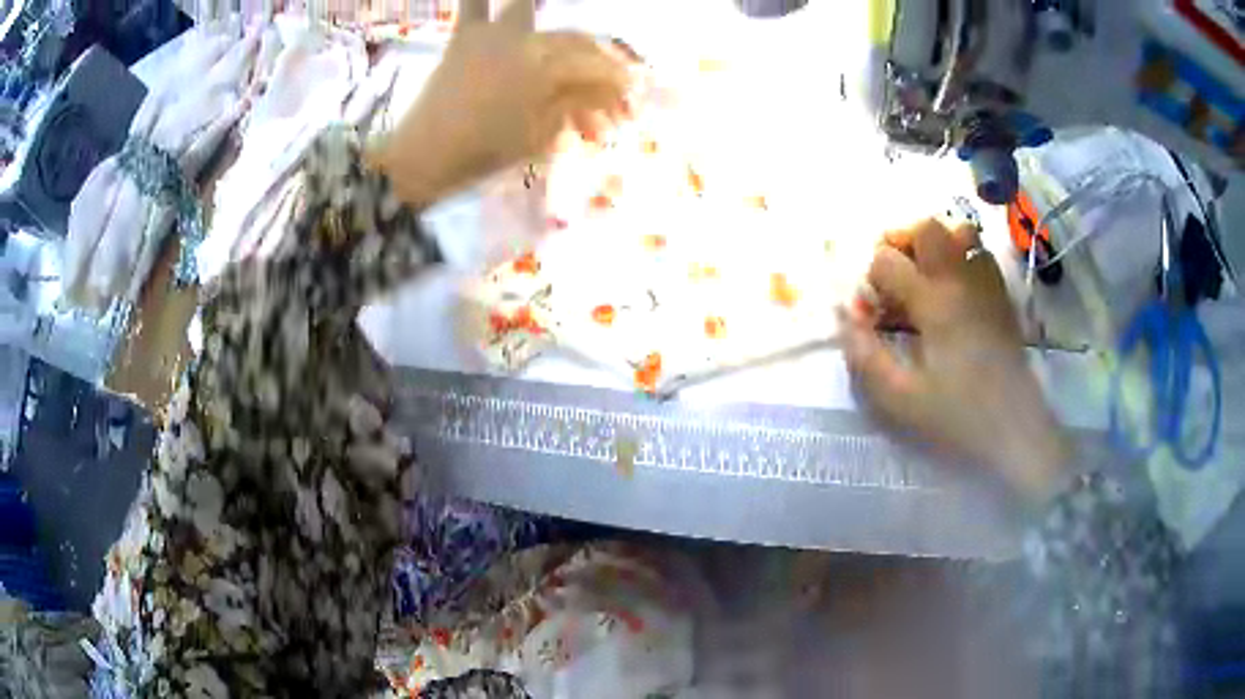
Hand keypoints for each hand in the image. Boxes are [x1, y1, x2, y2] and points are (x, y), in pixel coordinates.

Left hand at [368, 0, 631, 204]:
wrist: (425, 157)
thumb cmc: (487, 151)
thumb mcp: (541, 134)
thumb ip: (575, 103)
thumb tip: (606, 90)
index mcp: (547, 68)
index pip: (594, 67)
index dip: (615, 84)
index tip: (628, 103)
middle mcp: (525, 39)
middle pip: (572, 43)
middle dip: (596, 66)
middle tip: (606, 95)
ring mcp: (492, 34)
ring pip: (534, 15)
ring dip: (544, 14)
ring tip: (560, 44)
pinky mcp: (464, 37)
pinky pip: (474, 6)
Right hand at [840, 219, 1072, 503]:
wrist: (1017, 432)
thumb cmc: (958, 418)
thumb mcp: (900, 400)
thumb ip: (865, 357)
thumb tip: (845, 319)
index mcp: (933, 302)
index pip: (887, 260)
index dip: (871, 283)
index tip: (873, 315)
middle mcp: (961, 280)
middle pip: (926, 228)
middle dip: (902, 244)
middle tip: (896, 279)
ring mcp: (987, 285)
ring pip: (959, 233)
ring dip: (936, 246)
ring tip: (927, 278)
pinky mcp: (1003, 298)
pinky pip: (981, 255)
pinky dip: (962, 259)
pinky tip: (956, 292)